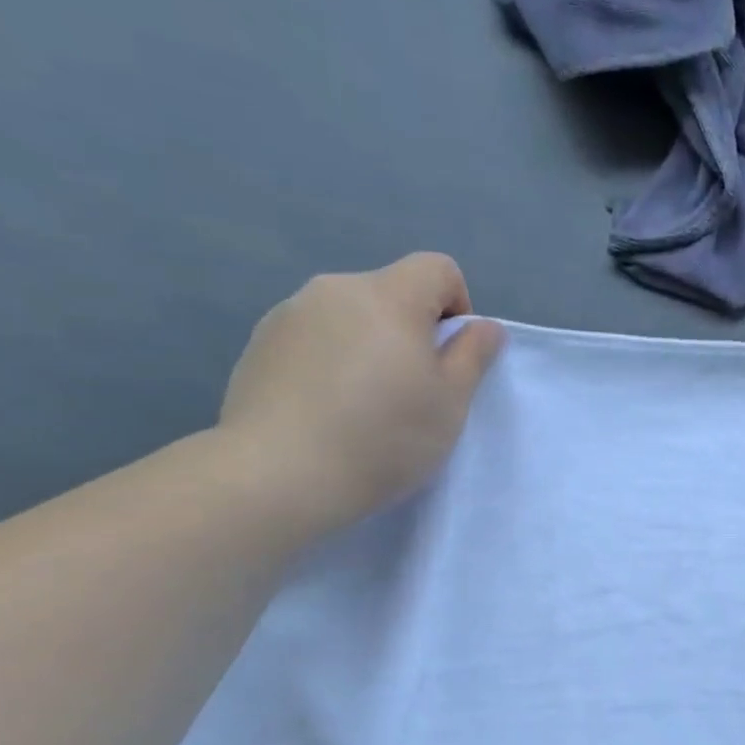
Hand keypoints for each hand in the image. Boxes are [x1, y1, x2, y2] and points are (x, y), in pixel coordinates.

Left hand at [217, 253, 502, 536]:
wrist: (279, 475)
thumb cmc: (383, 437)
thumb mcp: (451, 403)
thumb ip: (473, 355)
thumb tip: (483, 326)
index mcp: (388, 297)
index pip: (438, 269)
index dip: (457, 306)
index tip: (451, 358)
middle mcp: (335, 290)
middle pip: (392, 292)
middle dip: (412, 330)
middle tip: (412, 391)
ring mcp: (290, 314)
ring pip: (351, 316)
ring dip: (370, 345)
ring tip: (365, 404)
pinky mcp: (260, 344)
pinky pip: (315, 338)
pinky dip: (332, 361)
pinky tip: (327, 410)